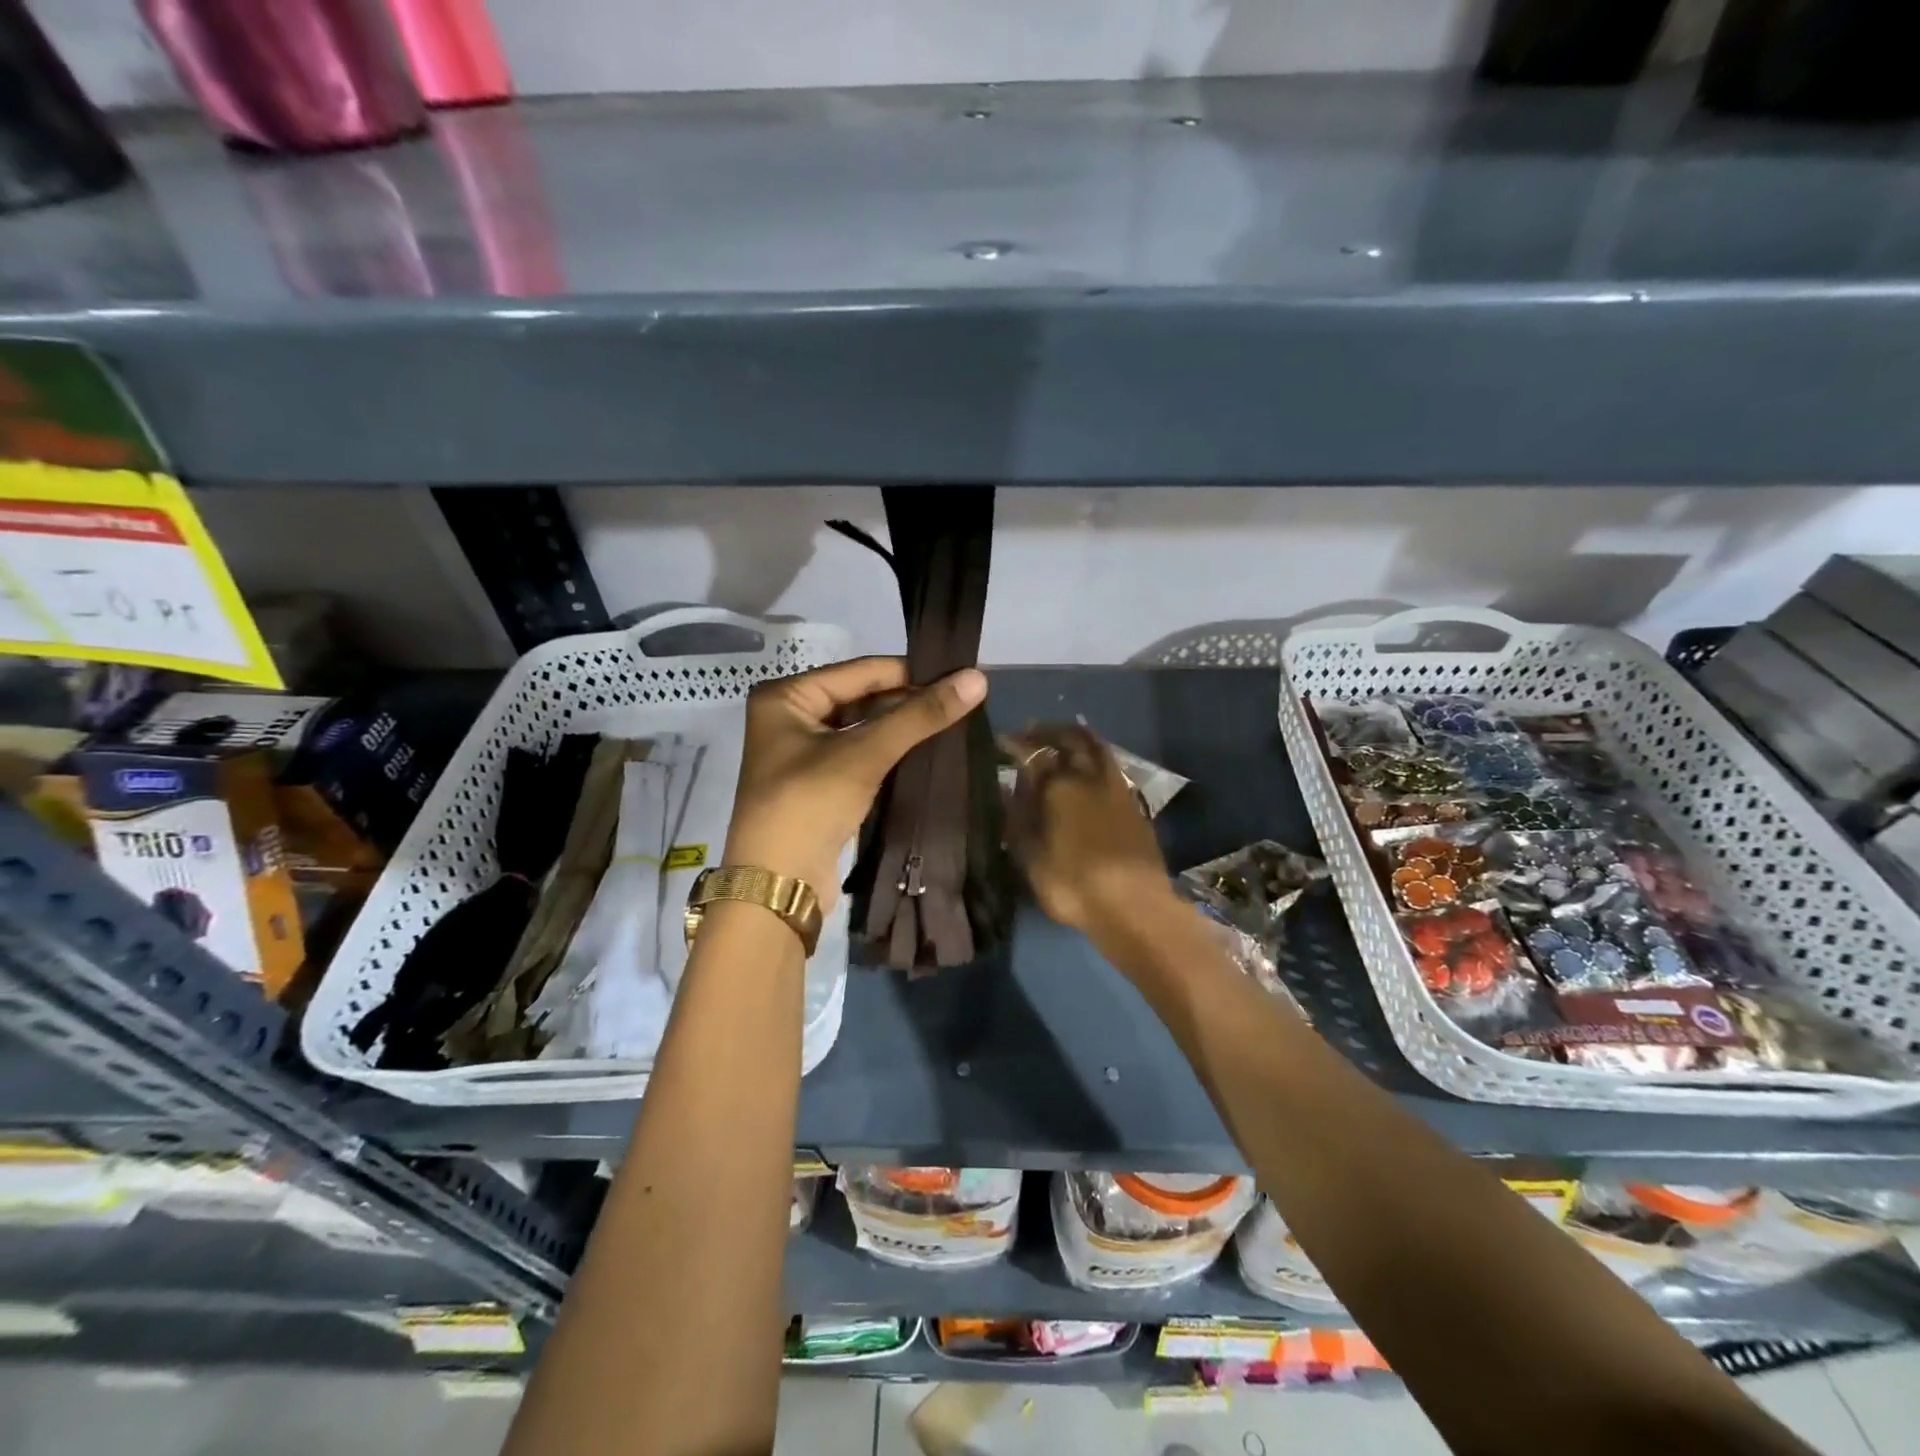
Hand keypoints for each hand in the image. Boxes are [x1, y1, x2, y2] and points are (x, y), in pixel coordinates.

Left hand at [724, 657, 987, 908]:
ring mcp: (804, 753)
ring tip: (953, 722)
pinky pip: (860, 755)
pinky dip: (890, 753)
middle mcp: (790, 717)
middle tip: (961, 701)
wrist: (778, 885)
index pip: (859, 672)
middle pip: (861, 699)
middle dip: (907, 702)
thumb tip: (978, 678)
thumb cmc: (809, 804)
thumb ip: (920, 715)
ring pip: (863, 728)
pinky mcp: (819, 784)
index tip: (959, 674)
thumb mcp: (864, 754)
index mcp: (786, 697)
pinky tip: (928, 751)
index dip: (910, 672)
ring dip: (902, 728)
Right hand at [1003, 724, 1173, 932]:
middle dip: (1050, 731)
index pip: (1032, 752)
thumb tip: (1006, 788)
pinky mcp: (1135, 806)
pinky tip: (1088, 773)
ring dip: (1078, 739)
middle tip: (1033, 732)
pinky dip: (1096, 760)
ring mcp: (1118, 789)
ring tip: (1062, 743)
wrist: (1135, 907)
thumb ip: (1017, 817)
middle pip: (1072, 738)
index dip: (1015, 743)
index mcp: (1060, 786)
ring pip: (1098, 749)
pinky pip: (1112, 768)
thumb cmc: (1073, 885)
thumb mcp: (1030, 857)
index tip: (1002, 740)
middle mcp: (1090, 777)